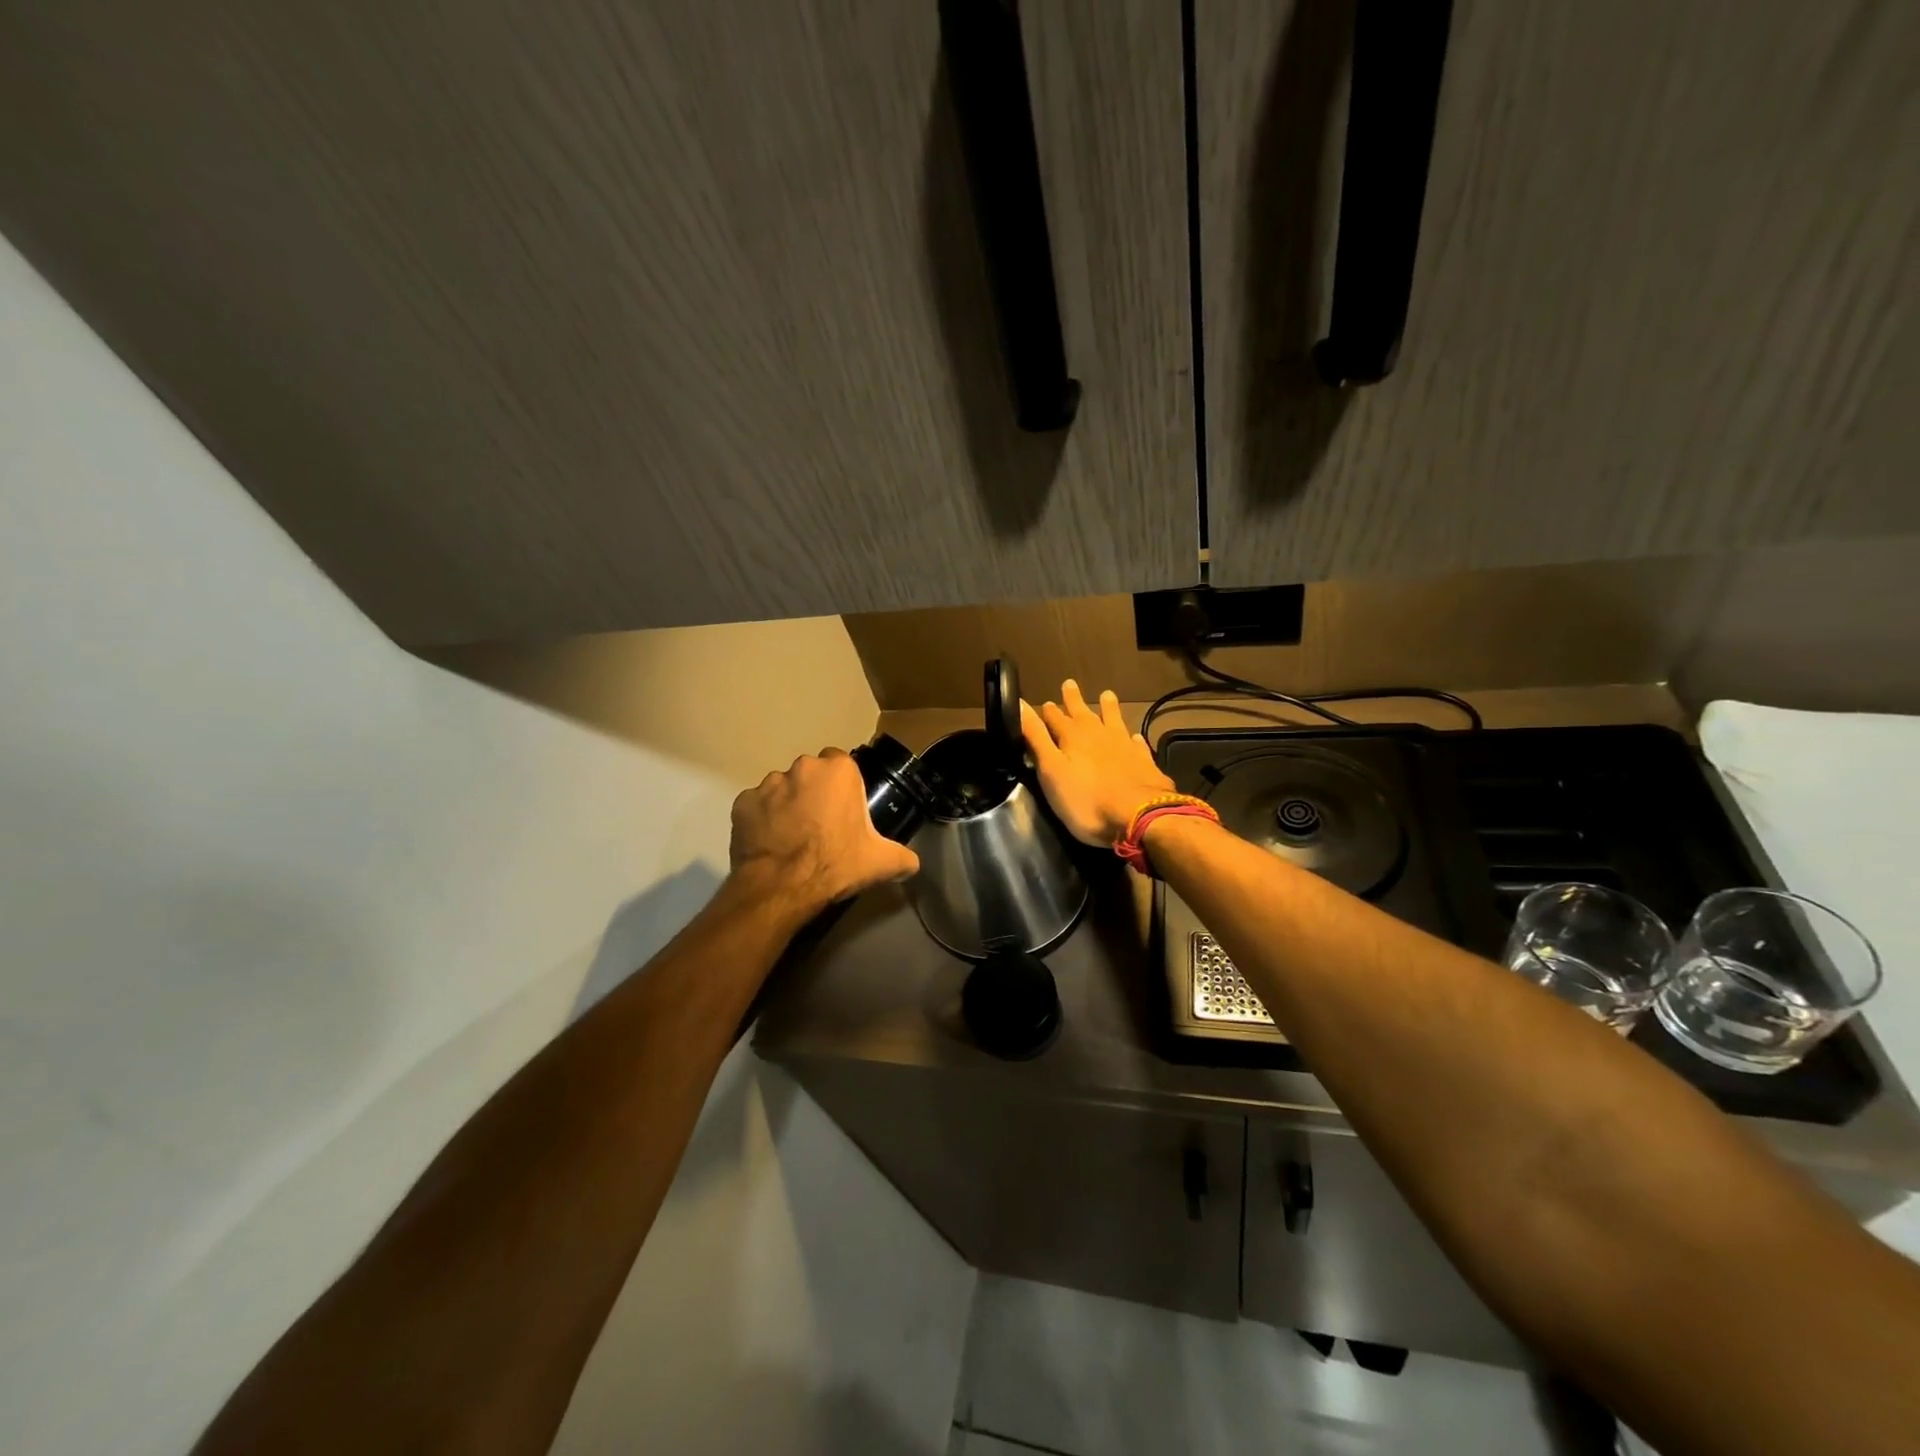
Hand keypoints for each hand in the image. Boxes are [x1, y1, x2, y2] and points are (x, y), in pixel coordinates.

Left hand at [729, 749, 920, 914]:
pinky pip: (756, 807)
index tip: (845, 810)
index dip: (843, 787)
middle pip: (811, 774)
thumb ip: (903, 857)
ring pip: (782, 788)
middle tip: (821, 825)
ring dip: (787, 805)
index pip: (843, 764)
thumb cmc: (836, 864)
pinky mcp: (742, 803)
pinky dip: (762, 820)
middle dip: (814, 793)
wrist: (781, 888)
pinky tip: (770, 843)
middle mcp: (802, 767)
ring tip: (792, 837)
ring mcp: (768, 784)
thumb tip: (911, 863)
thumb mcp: (881, 862)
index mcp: (838, 771)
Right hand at [1021, 680, 1174, 844]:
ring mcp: (1124, 746)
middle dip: (1074, 700)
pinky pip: (1136, 743)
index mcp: (1072, 737)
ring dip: (1108, 708)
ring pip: (1113, 720)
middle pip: (1083, 713)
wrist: (1138, 816)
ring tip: (1107, 695)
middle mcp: (1099, 734)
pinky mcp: (1143, 761)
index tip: (1046, 702)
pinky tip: (1134, 736)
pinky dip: (1133, 738)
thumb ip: (1036, 738)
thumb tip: (1020, 704)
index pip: (1055, 718)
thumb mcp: (1051, 770)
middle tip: (1070, 683)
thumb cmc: (1086, 799)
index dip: (1049, 711)